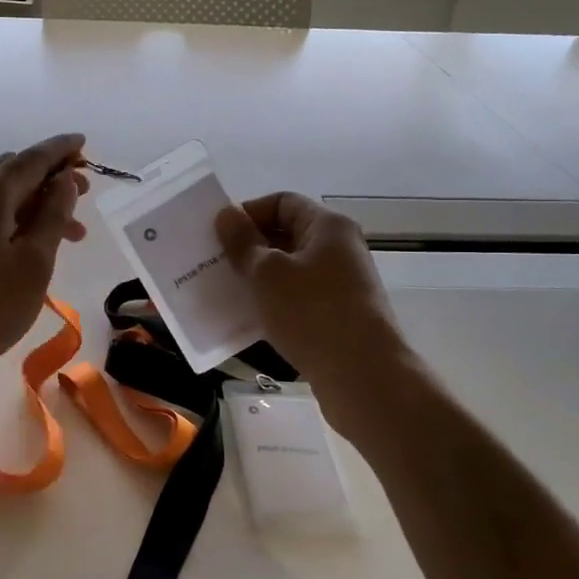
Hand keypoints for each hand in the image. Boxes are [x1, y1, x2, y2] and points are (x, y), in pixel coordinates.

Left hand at [0, 133, 90, 402]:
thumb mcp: (34, 262)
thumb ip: (53, 215)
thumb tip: (64, 181)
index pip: (32, 158)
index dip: (61, 149)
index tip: (85, 143)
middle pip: (14, 171)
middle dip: (51, 178)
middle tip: (85, 196)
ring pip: (0, 193)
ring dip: (35, 203)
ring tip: (72, 233)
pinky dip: (14, 216)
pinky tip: (33, 242)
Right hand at [216, 192, 411, 427]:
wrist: (362, 376)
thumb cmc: (311, 312)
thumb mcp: (267, 273)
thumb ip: (242, 241)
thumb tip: (226, 214)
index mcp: (328, 226)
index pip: (282, 202)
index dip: (248, 213)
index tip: (219, 235)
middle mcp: (340, 248)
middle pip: (287, 234)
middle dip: (249, 246)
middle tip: (216, 263)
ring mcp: (342, 283)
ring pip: (291, 268)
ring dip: (259, 276)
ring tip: (228, 290)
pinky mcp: (339, 314)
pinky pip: (299, 296)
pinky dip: (274, 301)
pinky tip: (251, 317)